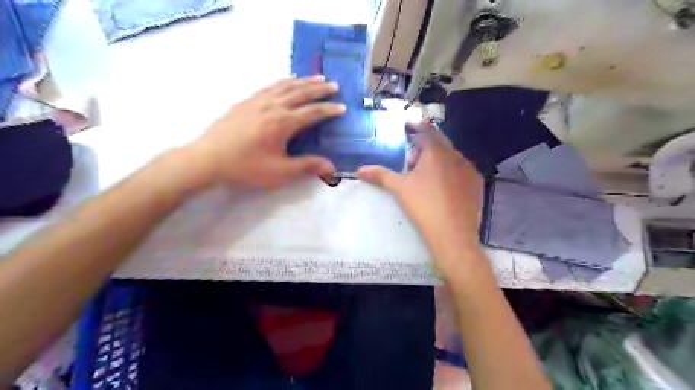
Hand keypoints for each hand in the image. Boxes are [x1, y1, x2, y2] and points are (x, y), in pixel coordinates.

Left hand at [187, 75, 344, 187]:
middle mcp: (273, 106)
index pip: (312, 112)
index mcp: (283, 122)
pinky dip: (283, 82)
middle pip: (301, 93)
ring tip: (316, 77)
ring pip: (285, 86)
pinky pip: (269, 86)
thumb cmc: (246, 167)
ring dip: (303, 81)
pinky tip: (286, 81)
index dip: (329, 109)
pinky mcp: (245, 102)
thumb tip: (331, 166)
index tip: (342, 107)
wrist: (208, 159)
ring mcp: (257, 101)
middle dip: (319, 89)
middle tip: (334, 85)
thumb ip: (306, 166)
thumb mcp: (279, 172)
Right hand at [359, 121, 484, 273]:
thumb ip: (380, 175)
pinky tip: (442, 189)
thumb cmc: (424, 207)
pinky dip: (450, 172)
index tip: (407, 129)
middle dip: (424, 148)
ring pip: (450, 157)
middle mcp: (456, 156)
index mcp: (437, 152)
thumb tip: (360, 169)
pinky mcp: (477, 184)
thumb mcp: (399, 189)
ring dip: (437, 161)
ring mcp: (469, 170)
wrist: (453, 236)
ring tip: (425, 179)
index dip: (416, 126)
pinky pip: (461, 170)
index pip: (427, 129)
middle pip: (438, 143)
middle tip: (410, 164)